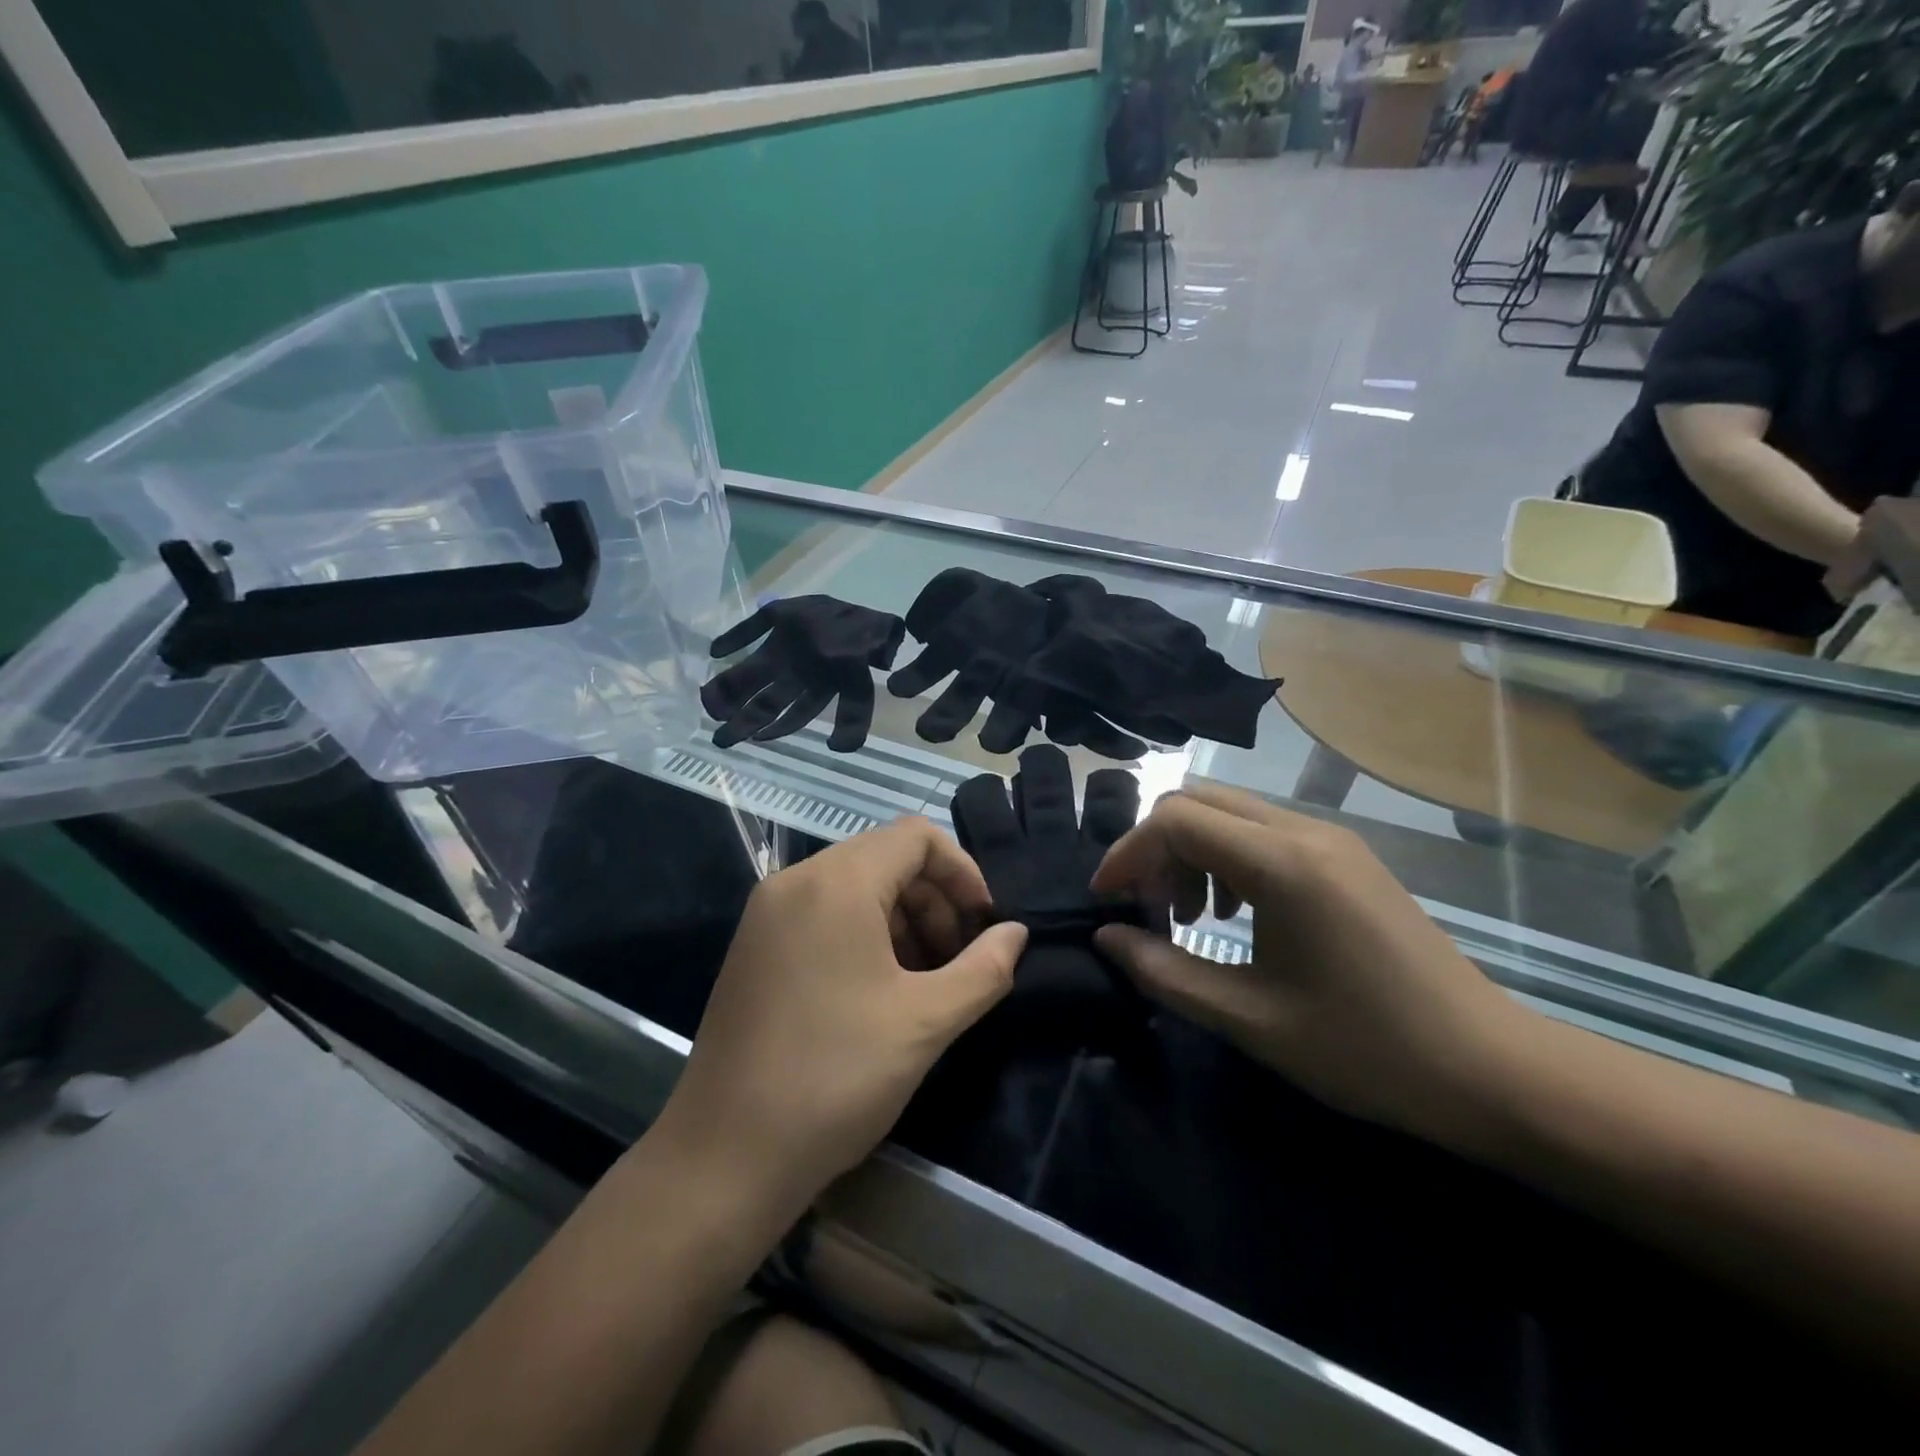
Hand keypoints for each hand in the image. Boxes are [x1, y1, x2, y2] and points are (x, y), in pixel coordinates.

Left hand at [654, 819, 1025, 1213]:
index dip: (963, 871)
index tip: (985, 924)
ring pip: (856, 886)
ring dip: (903, 919)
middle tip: (959, 959)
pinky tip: (881, 990)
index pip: (916, 837)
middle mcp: (795, 882)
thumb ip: (984, 969)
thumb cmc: (835, 1078)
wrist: (723, 1157)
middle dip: (935, 899)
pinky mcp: (754, 946)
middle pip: (886, 858)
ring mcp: (767, 914)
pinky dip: (865, 934)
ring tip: (926, 980)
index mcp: (836, 883)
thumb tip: (1015, 934)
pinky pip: (824, 914)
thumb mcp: (926, 1023)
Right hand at [1090, 783, 1528, 1144]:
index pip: (1176, 820)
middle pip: (1199, 802)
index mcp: (1283, 865)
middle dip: (1156, 848)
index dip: (1127, 853)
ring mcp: (1333, 841)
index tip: (1107, 901)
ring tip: (1192, 916)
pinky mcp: (1348, 858)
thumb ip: (1165, 973)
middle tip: (1150, 909)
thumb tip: (1107, 940)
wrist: (1492, 1071)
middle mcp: (1306, 833)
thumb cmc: (1365, 1050)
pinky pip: (1265, 833)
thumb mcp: (1250, 1019)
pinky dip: (1228, 858)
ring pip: (1231, 813)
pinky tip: (1236, 914)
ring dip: (1192, 852)